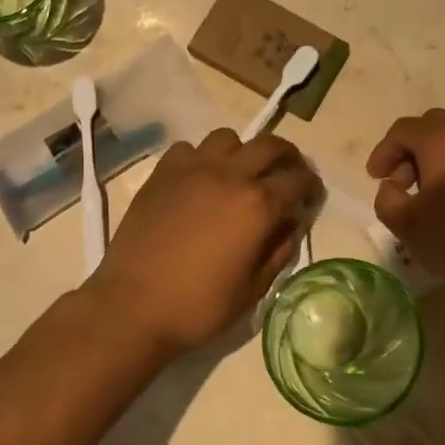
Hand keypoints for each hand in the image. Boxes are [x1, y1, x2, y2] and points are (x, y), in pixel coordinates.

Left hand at [82, 129, 323, 357]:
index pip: (298, 178)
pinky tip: (199, 180)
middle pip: (269, 145)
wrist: (133, 305)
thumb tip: (290, 224)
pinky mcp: (162, 173)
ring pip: (228, 138)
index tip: (311, 196)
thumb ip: (278, 251)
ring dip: (242, 152)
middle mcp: (229, 176)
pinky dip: (201, 158)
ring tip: (240, 173)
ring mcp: (192, 169)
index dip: (311, 185)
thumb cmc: (198, 307)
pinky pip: (188, 149)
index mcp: (258, 205)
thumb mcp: (253, 290)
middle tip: (287, 174)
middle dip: (287, 156)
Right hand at [366, 108, 444, 301]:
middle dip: (413, 150)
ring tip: (444, 177)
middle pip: (433, 125)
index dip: (384, 152)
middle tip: (406, 183)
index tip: (376, 177)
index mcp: (439, 139)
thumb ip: (386, 198)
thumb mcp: (407, 226)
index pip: (402, 131)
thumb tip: (393, 184)